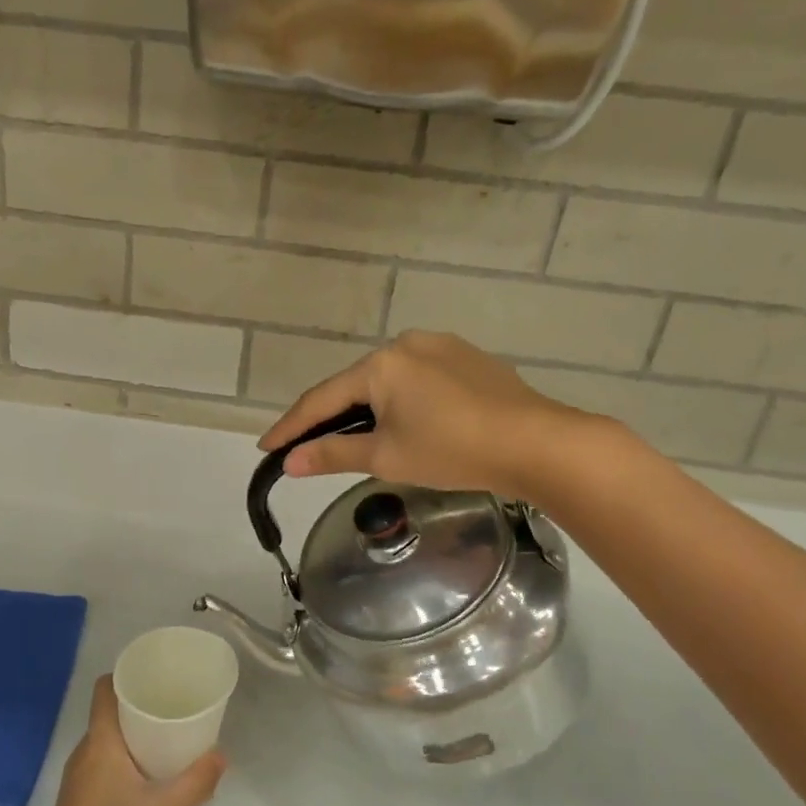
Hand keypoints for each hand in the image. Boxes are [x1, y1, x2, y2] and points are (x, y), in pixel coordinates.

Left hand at [31, 676, 225, 805]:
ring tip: (169, 734)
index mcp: (100, 744)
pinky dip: (125, 754)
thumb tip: (221, 756)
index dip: (127, 675)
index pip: (104, 690)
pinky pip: (103, 759)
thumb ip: (196, 783)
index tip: (157, 675)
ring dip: (134, 731)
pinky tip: (150, 771)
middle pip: (109, 711)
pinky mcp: (78, 798)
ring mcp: (77, 777)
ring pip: (107, 738)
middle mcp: (83, 753)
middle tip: (175, 704)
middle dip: (140, 703)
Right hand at [258, 331, 592, 497]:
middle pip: (355, 386)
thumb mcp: (387, 457)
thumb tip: (291, 462)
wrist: (538, 443)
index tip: (266, 447)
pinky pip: (419, 379)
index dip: (292, 426)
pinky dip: (402, 402)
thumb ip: (333, 453)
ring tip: (356, 438)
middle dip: (331, 416)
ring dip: (367, 408)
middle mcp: (407, 344)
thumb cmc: (454, 450)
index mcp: (381, 364)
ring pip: (388, 381)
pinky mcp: (468, 359)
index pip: (322, 399)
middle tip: (308, 445)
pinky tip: (408, 422)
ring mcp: (441, 347)